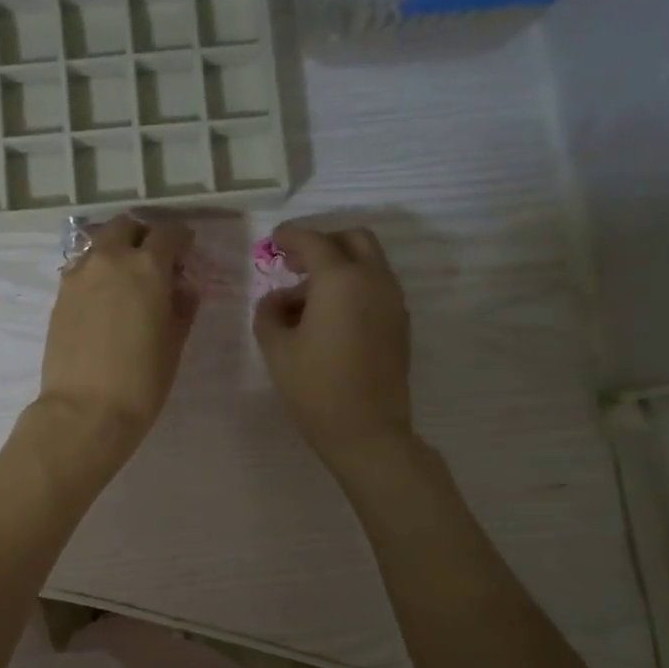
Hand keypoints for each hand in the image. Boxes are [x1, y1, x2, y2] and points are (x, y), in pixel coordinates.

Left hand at [28, 214, 196, 480]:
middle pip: (126, 227)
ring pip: (99, 243)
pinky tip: (103, 297)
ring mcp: (79, 275)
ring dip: (116, 250)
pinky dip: (96, 270)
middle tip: (154, 259)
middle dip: (143, 235)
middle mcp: (110, 260)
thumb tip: (183, 286)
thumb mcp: (174, 343)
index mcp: (147, 267)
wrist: (85, 411)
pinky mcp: (60, 295)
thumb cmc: (141, 381)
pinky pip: (82, 268)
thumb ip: (182, 306)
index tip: (187, 250)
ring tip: (126, 278)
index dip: (181, 238)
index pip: (168, 234)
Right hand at [253, 222, 413, 470]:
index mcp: (340, 281)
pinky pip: (376, 286)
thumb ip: (269, 313)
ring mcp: (392, 301)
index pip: (314, 242)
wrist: (366, 431)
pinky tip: (329, 315)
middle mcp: (373, 281)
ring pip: (369, 262)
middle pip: (353, 240)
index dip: (291, 236)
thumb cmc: (315, 387)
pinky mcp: (399, 323)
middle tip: (295, 263)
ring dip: (339, 266)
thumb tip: (276, 300)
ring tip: (306, 297)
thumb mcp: (276, 348)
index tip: (274, 240)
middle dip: (323, 243)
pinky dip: (353, 285)